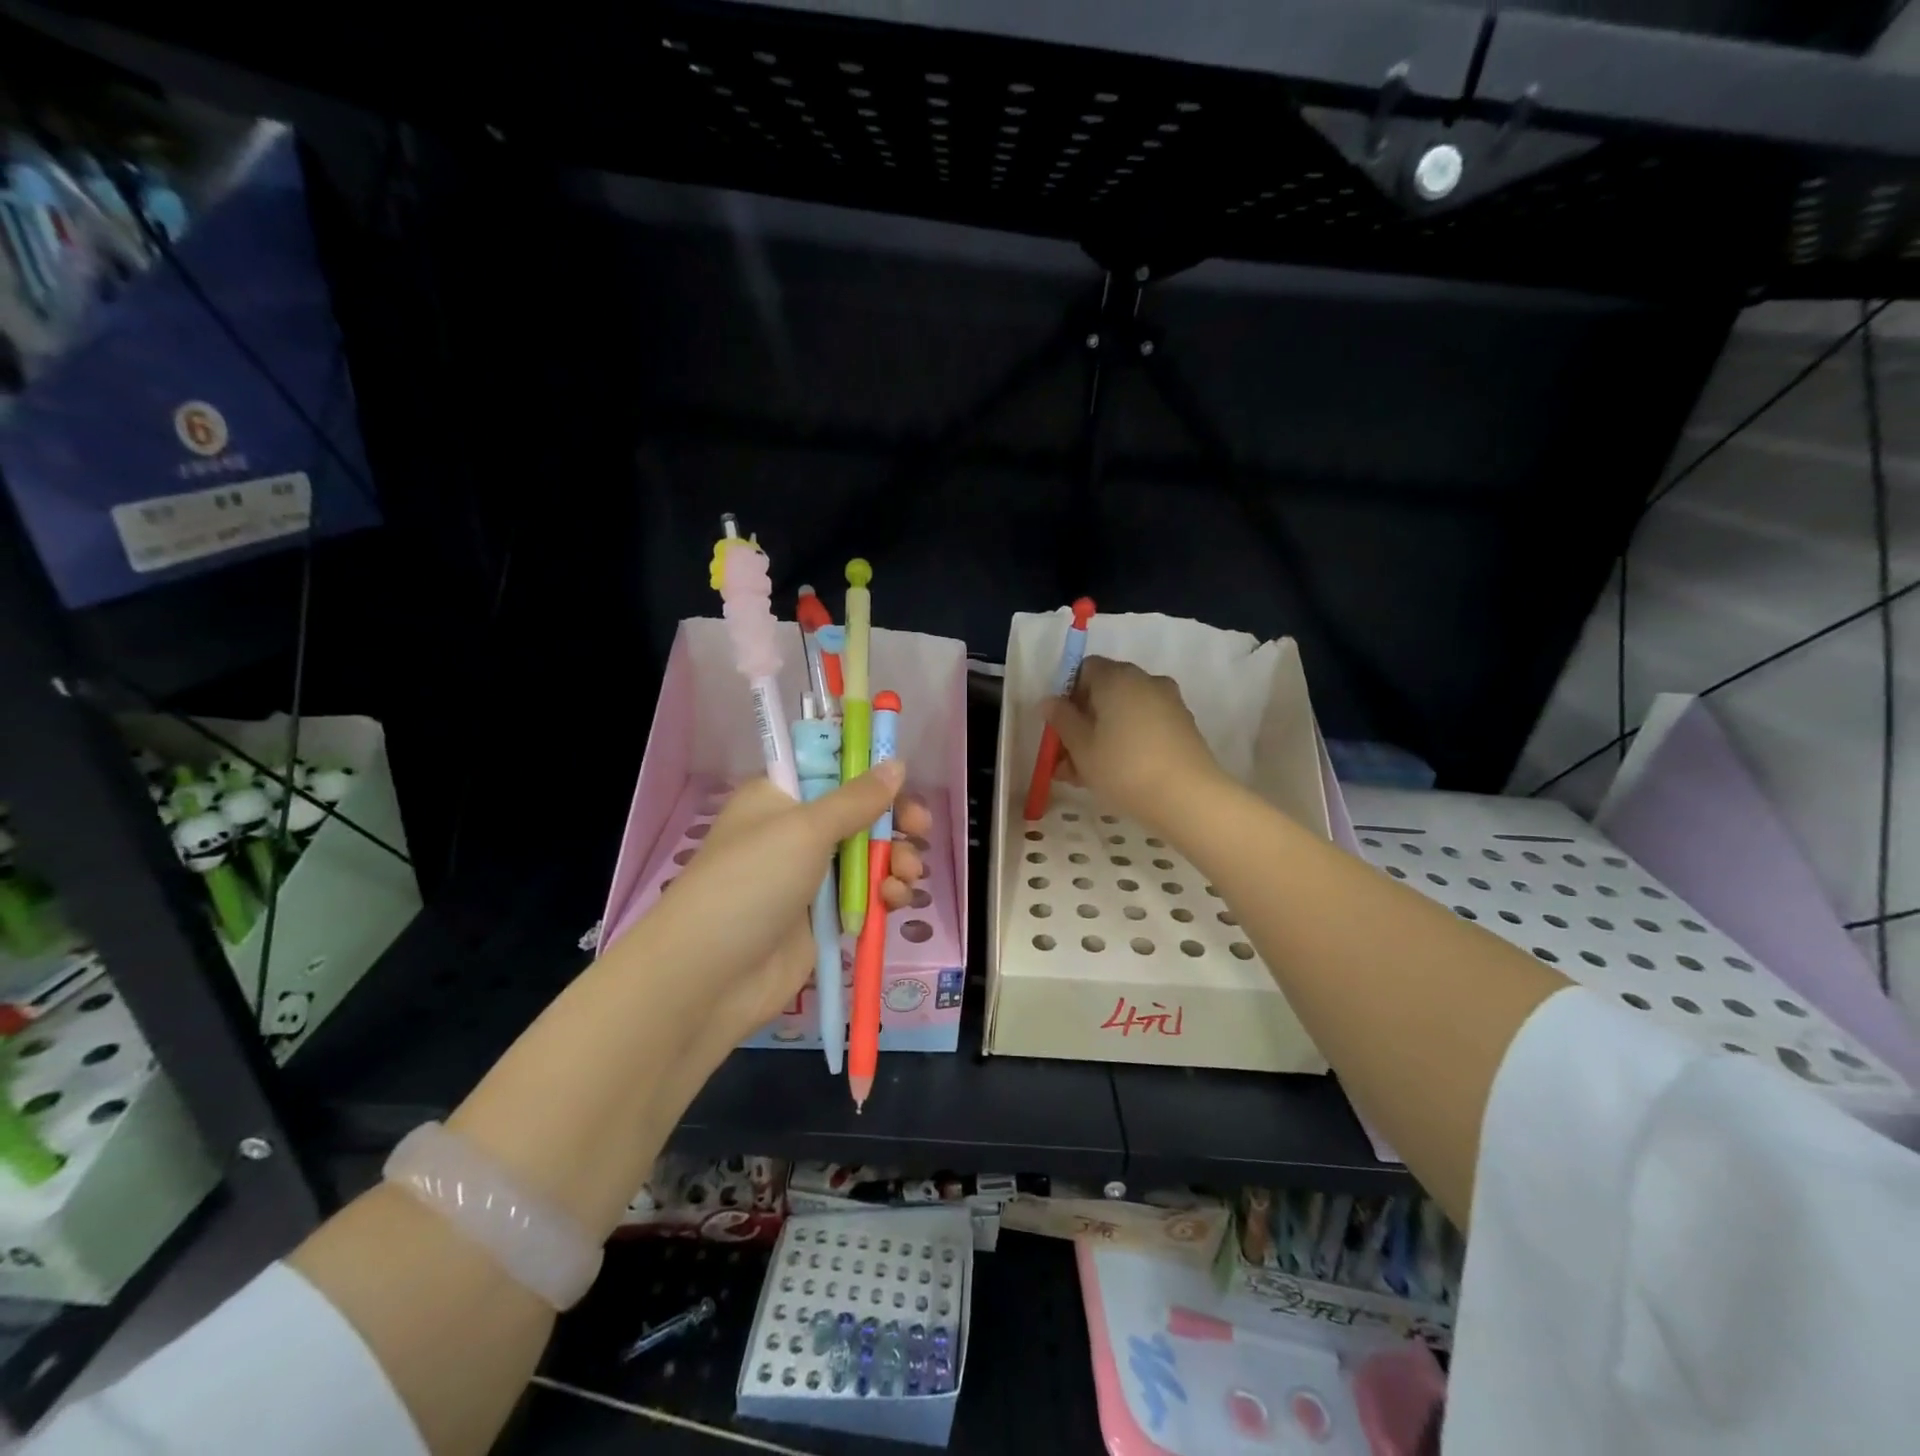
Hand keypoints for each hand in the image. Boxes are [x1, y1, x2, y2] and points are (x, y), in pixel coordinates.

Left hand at [612, 762, 933, 1055]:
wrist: (710, 976)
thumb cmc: (752, 882)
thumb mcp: (805, 829)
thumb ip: (857, 799)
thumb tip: (896, 763)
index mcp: (781, 797)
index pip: (833, 768)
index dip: (870, 772)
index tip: (904, 779)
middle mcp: (796, 831)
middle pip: (860, 813)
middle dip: (894, 821)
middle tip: (921, 829)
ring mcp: (810, 876)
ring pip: (870, 856)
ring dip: (896, 861)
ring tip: (906, 876)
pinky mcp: (823, 916)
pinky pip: (866, 894)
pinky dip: (885, 894)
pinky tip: (894, 901)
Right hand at [1044, 657, 1228, 833]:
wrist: (1188, 797)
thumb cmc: (1123, 767)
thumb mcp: (1081, 747)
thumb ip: (1062, 720)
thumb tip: (1049, 702)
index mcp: (1117, 677)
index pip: (1085, 668)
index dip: (1067, 694)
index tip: (1060, 726)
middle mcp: (1145, 681)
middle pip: (1105, 692)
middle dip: (1083, 721)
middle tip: (1066, 757)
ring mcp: (1168, 703)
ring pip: (1124, 713)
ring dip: (1102, 736)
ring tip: (1085, 775)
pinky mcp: (1182, 726)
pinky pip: (1144, 726)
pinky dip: (1127, 742)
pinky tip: (1115, 774)